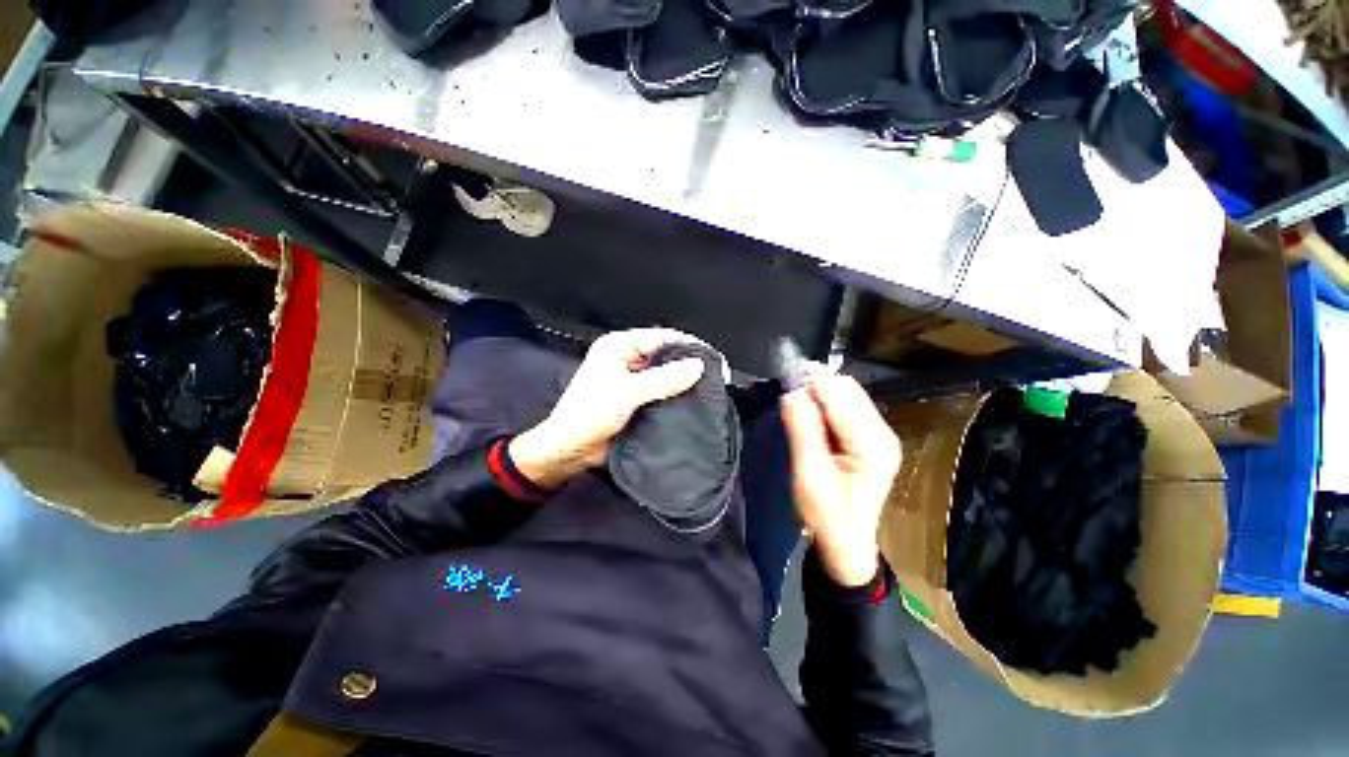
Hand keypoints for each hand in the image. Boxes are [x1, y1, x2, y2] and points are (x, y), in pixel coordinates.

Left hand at [509, 328, 707, 488]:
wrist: (570, 451)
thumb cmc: (588, 415)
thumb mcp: (627, 393)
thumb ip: (663, 379)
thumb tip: (698, 366)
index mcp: (618, 346)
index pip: (661, 337)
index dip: (688, 346)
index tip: (713, 359)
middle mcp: (627, 359)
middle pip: (665, 355)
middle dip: (689, 364)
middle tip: (716, 376)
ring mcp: (633, 380)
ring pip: (666, 375)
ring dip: (684, 382)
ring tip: (710, 390)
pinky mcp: (638, 399)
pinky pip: (662, 392)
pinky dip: (676, 396)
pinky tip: (693, 402)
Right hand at [781, 373, 900, 586]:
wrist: (845, 541)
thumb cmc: (827, 514)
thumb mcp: (809, 475)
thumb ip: (802, 431)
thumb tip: (791, 392)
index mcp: (873, 444)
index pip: (843, 398)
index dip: (815, 382)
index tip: (787, 373)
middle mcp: (881, 432)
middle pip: (848, 391)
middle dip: (817, 387)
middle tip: (788, 397)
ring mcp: (877, 434)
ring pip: (846, 395)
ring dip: (819, 396)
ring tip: (797, 410)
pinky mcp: (868, 437)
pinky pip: (845, 407)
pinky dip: (824, 405)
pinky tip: (811, 419)